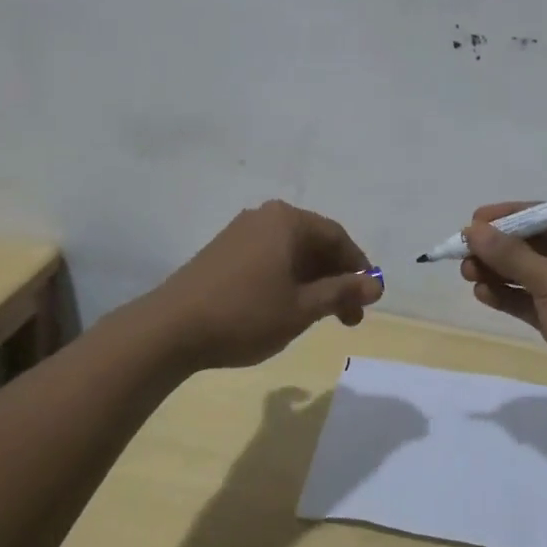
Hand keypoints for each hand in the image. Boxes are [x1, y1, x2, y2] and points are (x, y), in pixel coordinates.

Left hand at [149, 201, 382, 370]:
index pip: (337, 238)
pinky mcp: (223, 251)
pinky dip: (287, 280)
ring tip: (320, 317)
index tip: (368, 301)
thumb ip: (341, 292)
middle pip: (314, 243)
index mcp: (287, 221)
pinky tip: (287, 307)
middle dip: (336, 279)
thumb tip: (376, 285)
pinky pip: (269, 258)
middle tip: (348, 317)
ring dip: (312, 282)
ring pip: (291, 253)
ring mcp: (240, 232)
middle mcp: (265, 217)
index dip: (358, 269)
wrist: (170, 329)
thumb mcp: (302, 308)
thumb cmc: (245, 314)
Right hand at [460, 204, 546, 428]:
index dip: (508, 217)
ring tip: (466, 274)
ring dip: (498, 272)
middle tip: (462, 253)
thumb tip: (473, 229)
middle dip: (498, 247)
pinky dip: (507, 295)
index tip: (472, 222)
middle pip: (533, 243)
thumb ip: (511, 255)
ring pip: (528, 272)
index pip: (546, 215)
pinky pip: (529, 299)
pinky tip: (482, 294)